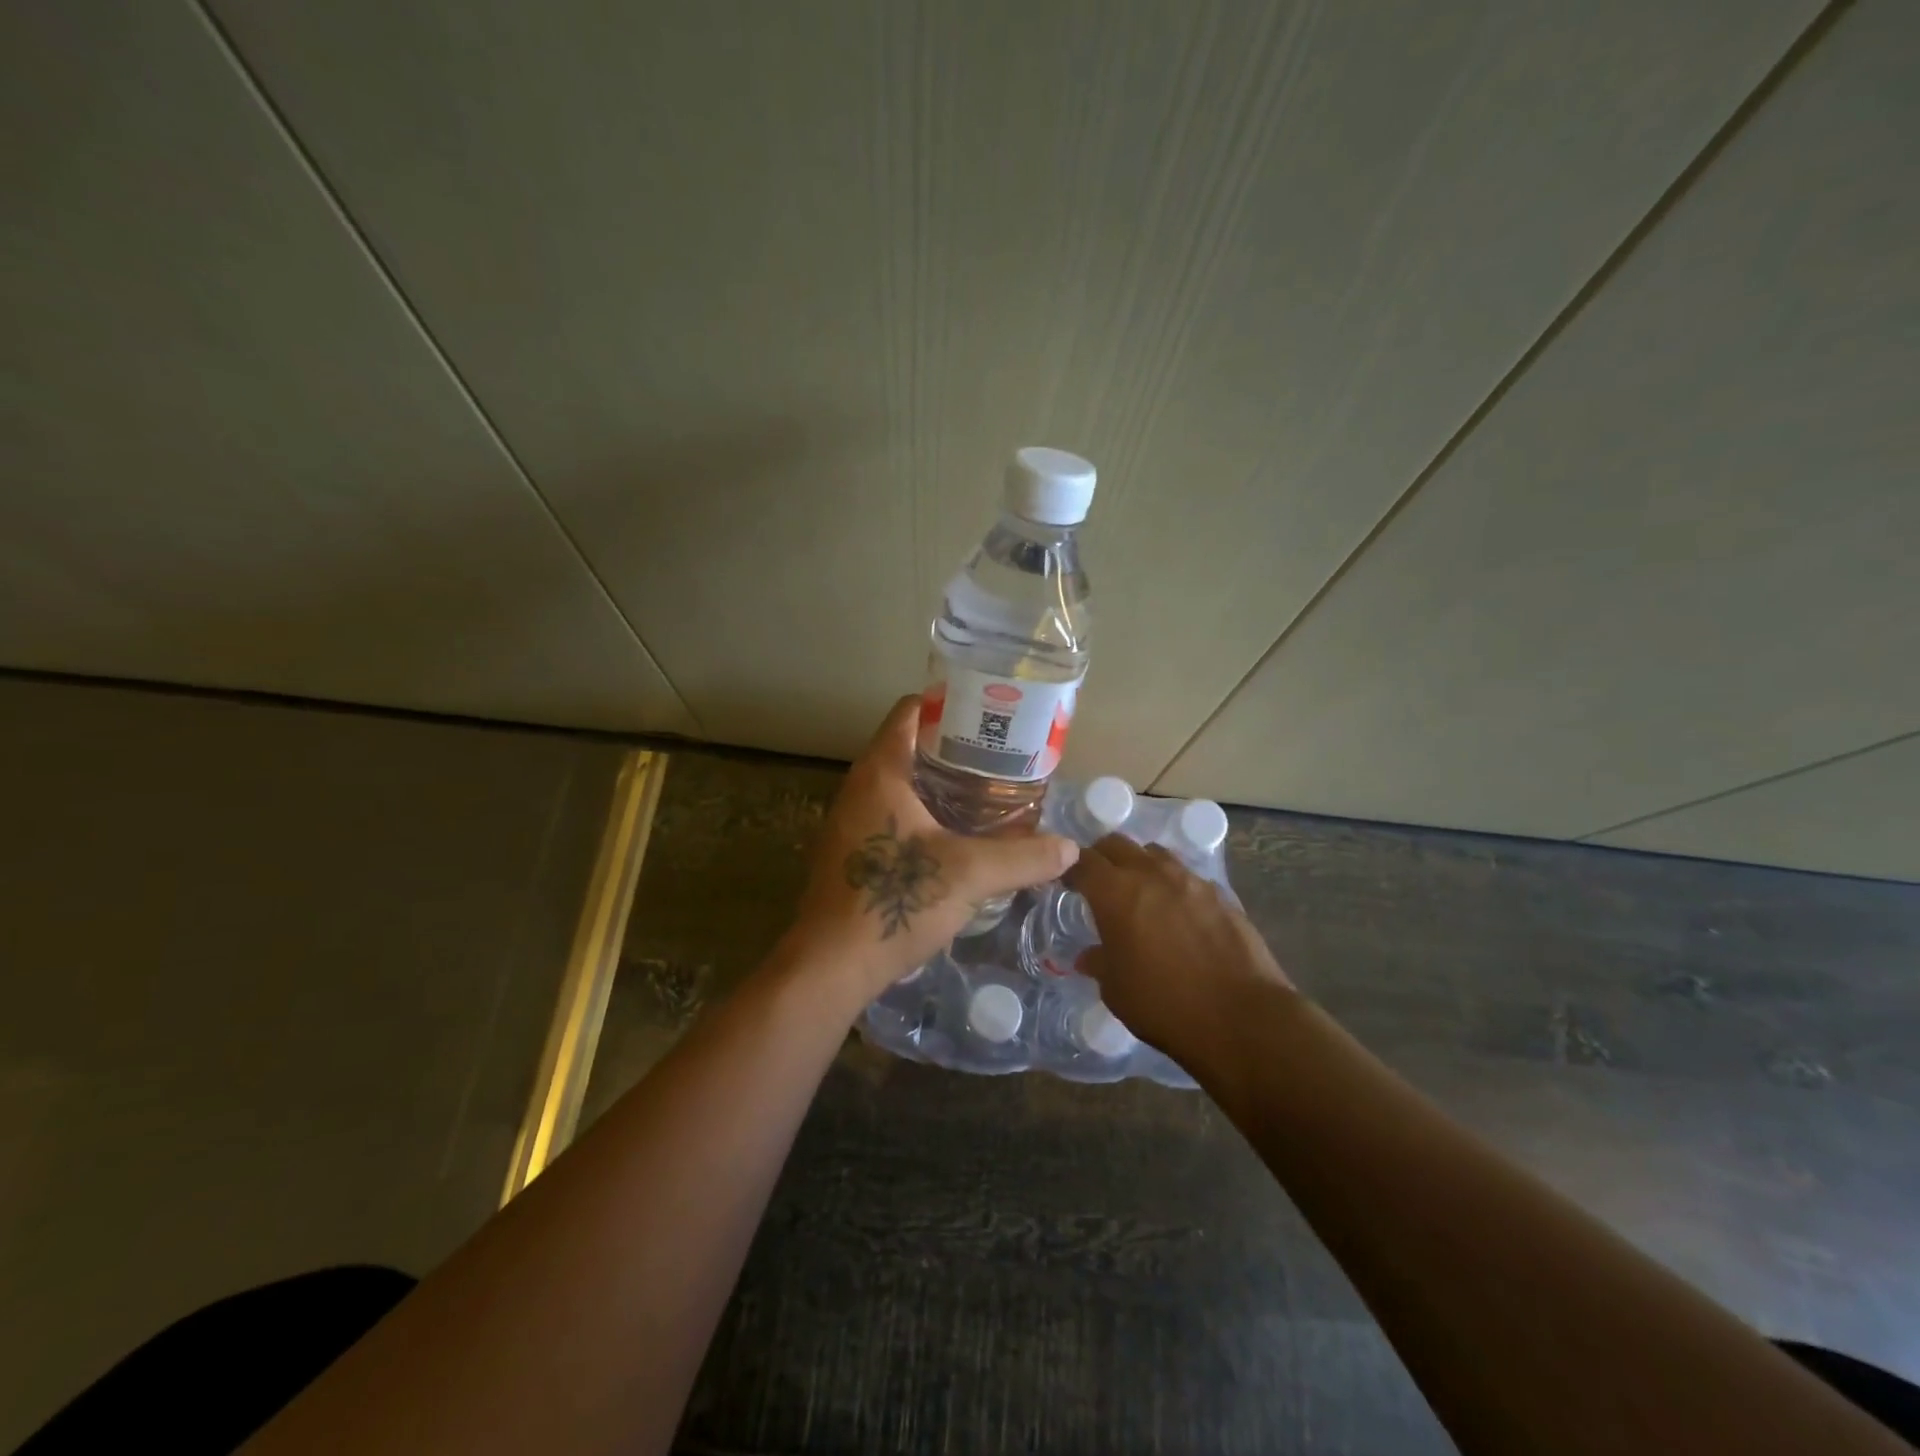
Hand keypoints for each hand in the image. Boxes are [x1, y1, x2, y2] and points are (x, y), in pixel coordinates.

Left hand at [789, 695, 1078, 1001]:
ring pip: (901, 785)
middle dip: (955, 749)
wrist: (832, 965)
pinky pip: (892, 815)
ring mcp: (851, 821)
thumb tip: (1070, 849)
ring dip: (940, 785)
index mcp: (881, 772)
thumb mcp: (969, 874)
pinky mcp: (852, 853)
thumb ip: (1023, 857)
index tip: (989, 715)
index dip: (949, 704)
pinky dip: (925, 814)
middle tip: (1001, 759)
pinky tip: (957, 838)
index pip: (911, 711)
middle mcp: (860, 787)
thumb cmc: (895, 901)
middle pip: (909, 747)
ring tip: (988, 796)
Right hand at [1066, 835, 1291, 1058]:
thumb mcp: (1116, 990)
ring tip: (1140, 892)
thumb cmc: (1164, 1005)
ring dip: (1140, 864)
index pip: (1081, 861)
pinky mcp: (1221, 894)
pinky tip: (1178, 913)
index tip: (1065, 881)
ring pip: (1155, 853)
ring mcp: (1190, 879)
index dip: (1069, 867)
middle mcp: (1151, 874)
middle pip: (1117, 843)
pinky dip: (1174, 885)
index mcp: (1115, 892)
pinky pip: (1188, 876)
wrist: (1241, 1018)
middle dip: (1102, 857)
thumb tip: (1089, 956)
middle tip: (1098, 882)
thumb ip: (1099, 963)